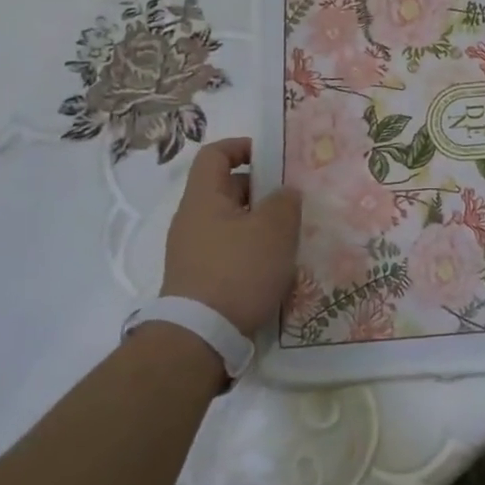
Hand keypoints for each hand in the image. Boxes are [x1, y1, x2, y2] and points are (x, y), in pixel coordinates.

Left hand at [160, 138, 300, 335]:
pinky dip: (251, 250)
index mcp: (203, 198)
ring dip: (259, 224)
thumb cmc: (238, 271)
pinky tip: (274, 267)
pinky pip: (228, 250)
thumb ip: (285, 201)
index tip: (273, 157)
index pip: (215, 154)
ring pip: (231, 222)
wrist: (200, 338)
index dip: (242, 147)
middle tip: (292, 202)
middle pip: (226, 189)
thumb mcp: (274, 229)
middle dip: (261, 190)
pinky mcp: (199, 279)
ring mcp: (192, 252)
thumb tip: (285, 193)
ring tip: (289, 237)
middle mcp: (191, 220)